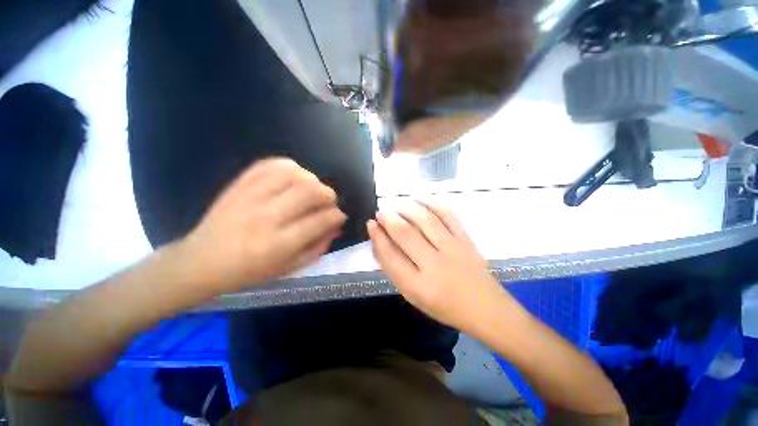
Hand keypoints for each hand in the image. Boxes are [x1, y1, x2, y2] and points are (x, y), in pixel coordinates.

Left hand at [178, 158, 345, 292]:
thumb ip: (318, 247)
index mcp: (279, 244)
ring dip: (311, 179)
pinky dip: (288, 167)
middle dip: (328, 194)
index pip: (321, 220)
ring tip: (311, 189)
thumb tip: (337, 226)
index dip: (337, 215)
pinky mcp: (238, 185)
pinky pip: (269, 164)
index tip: (339, 216)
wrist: (201, 262)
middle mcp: (266, 217)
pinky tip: (293, 177)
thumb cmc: (249, 271)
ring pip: (293, 174)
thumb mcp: (289, 268)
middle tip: (328, 201)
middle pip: (310, 191)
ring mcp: (250, 197)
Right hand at [367, 200, 510, 331]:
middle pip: (405, 234)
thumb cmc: (443, 305)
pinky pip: (448, 214)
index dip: (377, 236)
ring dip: (407, 208)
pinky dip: (432, 203)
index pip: (390, 255)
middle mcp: (435, 266)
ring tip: (399, 206)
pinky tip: (421, 200)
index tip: (371, 224)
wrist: (484, 307)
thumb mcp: (413, 295)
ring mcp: (453, 249)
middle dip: (389, 219)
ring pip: (425, 220)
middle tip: (381, 213)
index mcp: (418, 286)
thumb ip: (395, 269)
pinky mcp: (466, 239)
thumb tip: (379, 241)